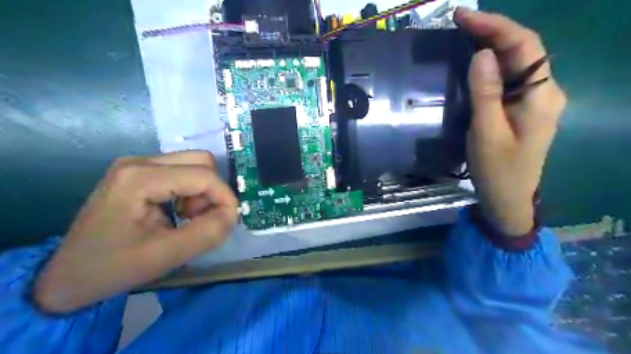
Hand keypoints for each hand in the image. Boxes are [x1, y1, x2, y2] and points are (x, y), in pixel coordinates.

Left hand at [34, 151, 237, 313]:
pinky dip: (191, 192)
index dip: (225, 197)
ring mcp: (138, 165)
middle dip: (212, 191)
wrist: (67, 276)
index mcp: (140, 178)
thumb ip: (208, 232)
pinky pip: (182, 172)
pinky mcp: (139, 172)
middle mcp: (139, 162)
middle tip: (202, 218)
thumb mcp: (166, 256)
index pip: (203, 175)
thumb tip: (232, 214)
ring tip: (188, 218)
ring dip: (202, 192)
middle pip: (201, 161)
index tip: (229, 222)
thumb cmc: (113, 267)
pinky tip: (178, 212)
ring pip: (194, 165)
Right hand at [455, 8, 567, 234]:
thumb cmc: (498, 170)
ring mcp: (535, 100)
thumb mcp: (487, 132)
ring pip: (516, 63)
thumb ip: (486, 93)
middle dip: (492, 32)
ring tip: (463, 35)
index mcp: (541, 95)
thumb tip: (481, 55)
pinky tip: (475, 62)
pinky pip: (509, 79)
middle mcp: (544, 91)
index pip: (524, 46)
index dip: (494, 27)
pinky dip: (491, 66)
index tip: (463, 17)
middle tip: (459, 22)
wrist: (508, 198)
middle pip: (523, 50)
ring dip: (491, 46)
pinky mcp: (523, 109)